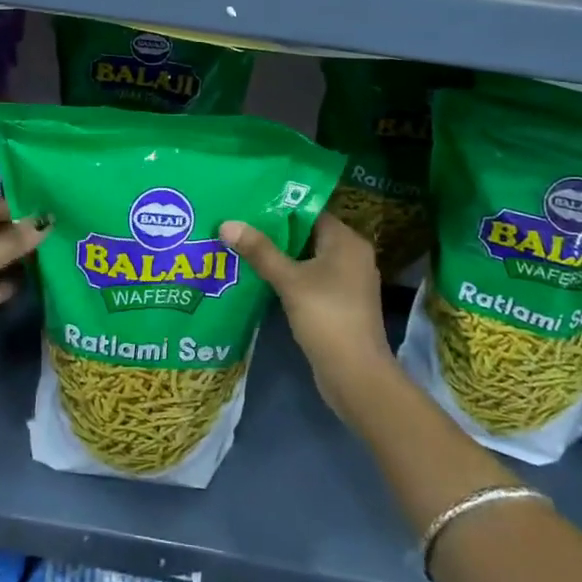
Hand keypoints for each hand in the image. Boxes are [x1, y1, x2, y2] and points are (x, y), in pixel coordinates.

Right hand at [219, 212, 393, 426]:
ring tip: (243, 249)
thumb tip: (226, 223)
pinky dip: (290, 277)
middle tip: (239, 226)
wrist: (355, 375)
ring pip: (308, 259)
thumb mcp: (289, 281)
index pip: (310, 212)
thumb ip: (259, 250)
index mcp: (347, 241)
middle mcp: (352, 256)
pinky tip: (261, 279)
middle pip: (308, 235)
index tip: (248, 206)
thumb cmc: (326, 317)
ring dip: (280, 257)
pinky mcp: (340, 304)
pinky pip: (311, 279)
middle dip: (275, 233)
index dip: (280, 208)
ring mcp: (348, 282)